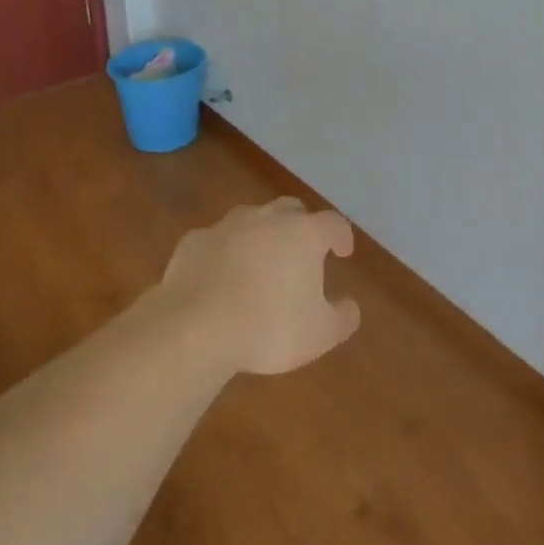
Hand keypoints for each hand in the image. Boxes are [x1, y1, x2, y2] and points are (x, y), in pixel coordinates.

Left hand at [157, 198, 361, 375]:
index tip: (342, 252)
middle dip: (301, 226)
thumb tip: (349, 306)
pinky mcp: (195, 240)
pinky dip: (224, 253)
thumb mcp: (319, 334)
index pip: (334, 223)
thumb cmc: (268, 327)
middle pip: (291, 210)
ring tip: (259, 264)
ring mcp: (228, 225)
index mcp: (304, 234)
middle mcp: (268, 218)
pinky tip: (219, 277)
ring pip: (252, 220)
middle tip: (302, 251)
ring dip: (260, 236)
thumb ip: (342, 317)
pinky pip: (217, 241)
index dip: (341, 236)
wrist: (194, 327)